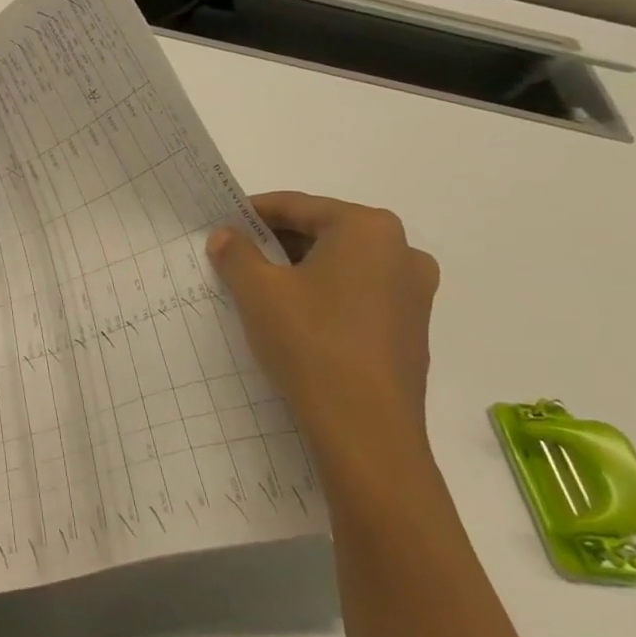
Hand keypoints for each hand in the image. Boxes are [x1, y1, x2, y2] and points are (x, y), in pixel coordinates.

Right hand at [208, 192, 438, 448]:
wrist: (365, 429)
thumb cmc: (310, 342)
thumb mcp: (258, 290)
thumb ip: (237, 253)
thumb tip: (226, 236)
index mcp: (368, 229)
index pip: (297, 206)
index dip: (253, 213)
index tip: (222, 224)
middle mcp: (401, 251)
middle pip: (323, 232)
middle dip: (277, 243)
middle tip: (237, 257)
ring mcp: (413, 292)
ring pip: (342, 265)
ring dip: (300, 270)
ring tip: (260, 288)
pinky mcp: (410, 328)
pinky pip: (358, 294)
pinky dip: (324, 295)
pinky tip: (295, 317)